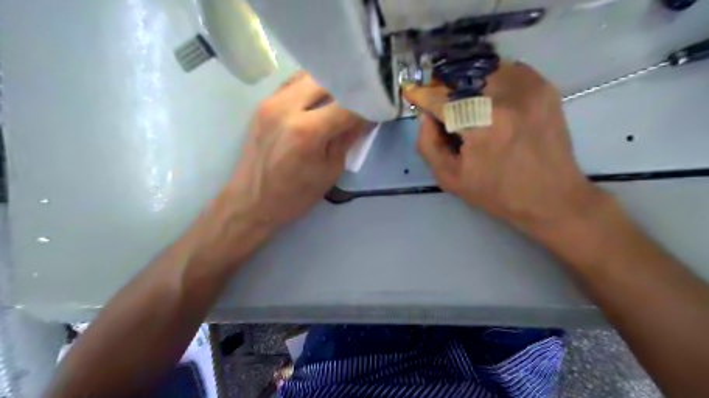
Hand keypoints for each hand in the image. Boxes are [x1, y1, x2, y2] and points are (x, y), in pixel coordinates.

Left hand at [223, 73, 370, 230]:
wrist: (251, 201)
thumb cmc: (295, 195)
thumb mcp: (330, 171)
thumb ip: (348, 139)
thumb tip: (366, 118)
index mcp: (308, 131)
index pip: (347, 106)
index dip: (367, 105)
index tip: (378, 107)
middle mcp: (287, 107)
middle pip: (327, 81)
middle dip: (348, 89)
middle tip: (360, 100)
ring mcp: (271, 102)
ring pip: (308, 77)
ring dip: (328, 85)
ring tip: (341, 98)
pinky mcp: (263, 104)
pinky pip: (292, 84)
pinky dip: (309, 87)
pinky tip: (317, 100)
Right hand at [404, 62, 609, 239]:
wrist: (551, 196)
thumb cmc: (497, 193)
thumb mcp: (450, 178)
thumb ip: (428, 144)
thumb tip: (425, 114)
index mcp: (482, 125)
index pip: (442, 99)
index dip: (424, 95)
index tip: (413, 92)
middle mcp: (507, 98)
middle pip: (462, 78)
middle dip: (444, 88)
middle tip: (440, 102)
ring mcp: (529, 88)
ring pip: (484, 69)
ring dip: (468, 83)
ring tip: (466, 102)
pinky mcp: (544, 86)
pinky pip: (507, 70)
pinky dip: (491, 80)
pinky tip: (490, 100)